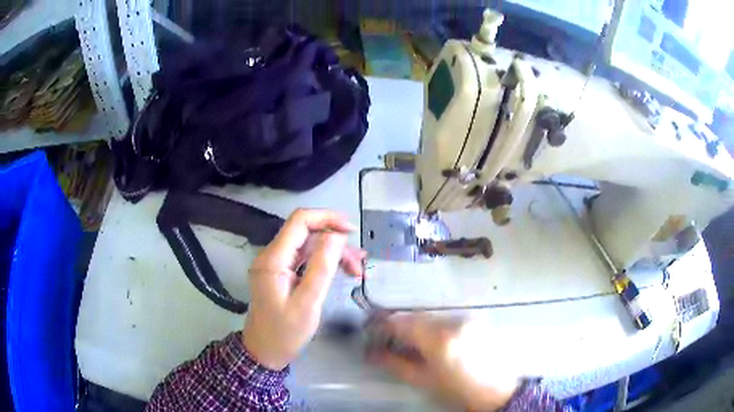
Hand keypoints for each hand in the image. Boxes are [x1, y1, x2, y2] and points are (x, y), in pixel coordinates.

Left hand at [243, 209, 364, 369]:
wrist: (265, 353)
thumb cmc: (285, 333)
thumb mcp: (308, 302)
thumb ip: (322, 267)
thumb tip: (337, 235)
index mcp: (274, 259)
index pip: (299, 221)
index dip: (326, 219)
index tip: (351, 230)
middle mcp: (272, 256)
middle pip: (306, 233)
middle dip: (335, 241)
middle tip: (359, 261)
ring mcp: (276, 265)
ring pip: (308, 246)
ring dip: (333, 253)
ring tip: (356, 269)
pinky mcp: (281, 274)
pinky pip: (305, 260)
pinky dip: (324, 263)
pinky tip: (342, 271)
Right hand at [368, 313, 519, 411]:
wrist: (498, 390)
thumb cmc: (458, 390)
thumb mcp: (423, 380)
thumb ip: (395, 363)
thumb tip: (372, 353)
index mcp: (439, 338)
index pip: (401, 322)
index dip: (382, 324)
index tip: (370, 330)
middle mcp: (454, 320)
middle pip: (416, 316)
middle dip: (399, 326)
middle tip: (388, 339)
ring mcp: (467, 317)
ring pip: (431, 316)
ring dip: (417, 326)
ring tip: (411, 343)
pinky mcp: (476, 319)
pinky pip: (447, 318)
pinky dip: (434, 327)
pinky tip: (433, 342)